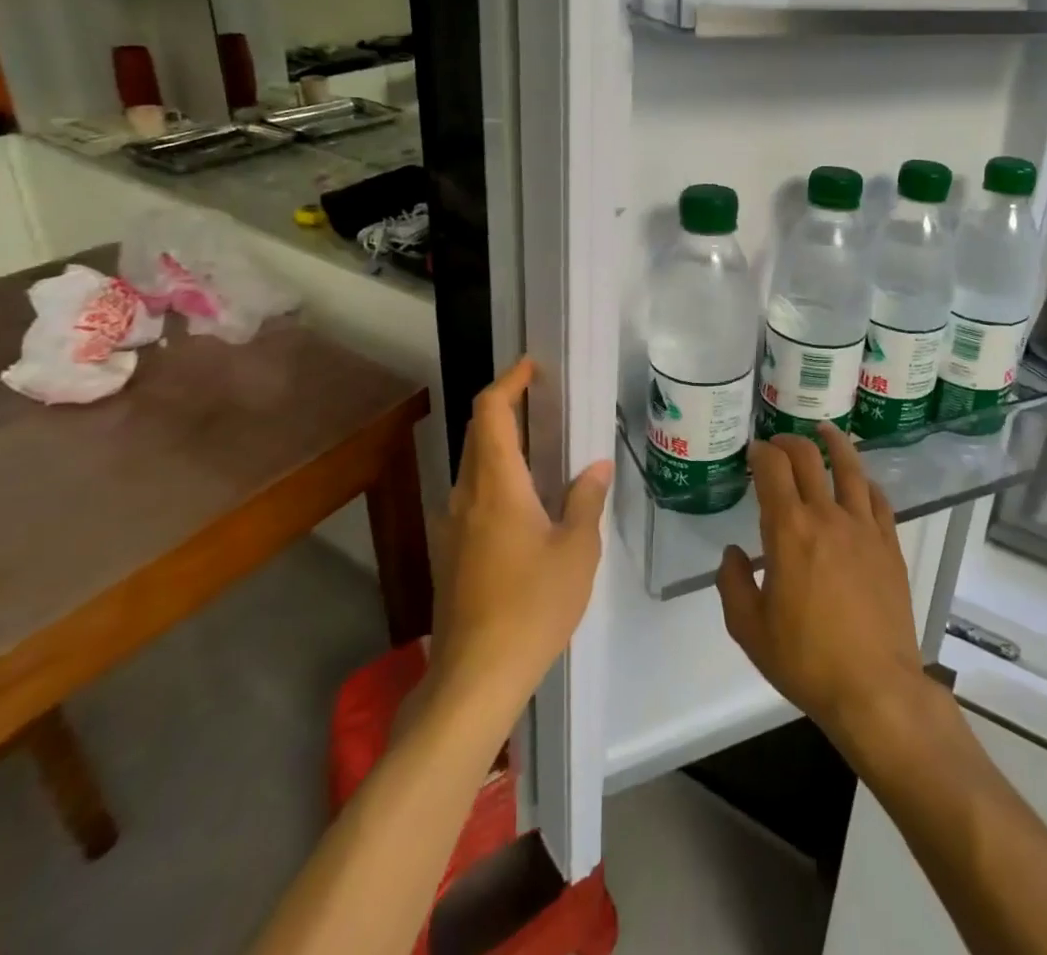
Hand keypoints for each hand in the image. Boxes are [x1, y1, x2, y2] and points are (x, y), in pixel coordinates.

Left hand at [427, 357, 611, 713]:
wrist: (474, 678)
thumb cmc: (532, 606)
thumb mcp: (576, 550)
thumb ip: (585, 500)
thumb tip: (595, 466)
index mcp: (495, 485)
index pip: (489, 412)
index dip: (507, 382)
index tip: (531, 367)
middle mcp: (466, 496)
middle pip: (477, 434)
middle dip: (505, 408)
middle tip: (543, 402)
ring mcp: (452, 526)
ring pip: (473, 466)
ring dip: (501, 445)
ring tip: (542, 448)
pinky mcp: (451, 553)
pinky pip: (473, 496)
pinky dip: (497, 478)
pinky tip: (527, 503)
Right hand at [718, 425, 928, 754]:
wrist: (875, 689)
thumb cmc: (806, 660)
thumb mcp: (749, 630)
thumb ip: (732, 584)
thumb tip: (732, 554)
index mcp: (789, 530)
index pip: (773, 468)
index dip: (761, 452)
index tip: (753, 452)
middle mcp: (827, 516)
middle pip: (809, 457)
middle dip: (789, 442)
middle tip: (779, 444)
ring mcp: (864, 528)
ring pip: (850, 468)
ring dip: (834, 443)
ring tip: (824, 431)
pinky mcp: (890, 545)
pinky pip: (878, 499)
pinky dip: (865, 482)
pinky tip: (860, 482)